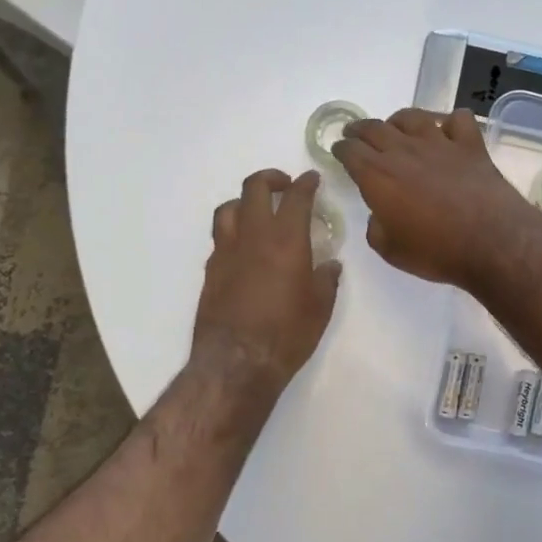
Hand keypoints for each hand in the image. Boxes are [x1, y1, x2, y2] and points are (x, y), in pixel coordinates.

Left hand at [192, 169, 341, 391]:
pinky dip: (233, 232)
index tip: (312, 179)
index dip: (305, 183)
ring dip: (244, 201)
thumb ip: (326, 280)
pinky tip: (244, 248)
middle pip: (254, 189)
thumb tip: (330, 265)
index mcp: (286, 240)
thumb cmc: (287, 334)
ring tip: (257, 211)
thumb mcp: (320, 308)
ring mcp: (226, 251)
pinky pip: (220, 237)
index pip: (296, 197)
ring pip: (228, 208)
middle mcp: (253, 236)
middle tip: (284, 186)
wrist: (237, 362)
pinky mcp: (211, 270)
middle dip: (271, 179)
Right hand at [331, 108, 537, 289]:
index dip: (341, 149)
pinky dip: (449, 122)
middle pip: (375, 128)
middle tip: (355, 133)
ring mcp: (440, 143)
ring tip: (395, 127)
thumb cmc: (436, 251)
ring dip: (398, 120)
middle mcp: (404, 151)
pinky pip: (457, 120)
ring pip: (412, 117)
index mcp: (378, 176)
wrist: (491, 241)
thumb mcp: (391, 250)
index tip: (339, 151)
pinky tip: (448, 132)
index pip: (350, 151)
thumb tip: (380, 214)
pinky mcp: (470, 145)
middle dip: (360, 129)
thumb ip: (376, 228)